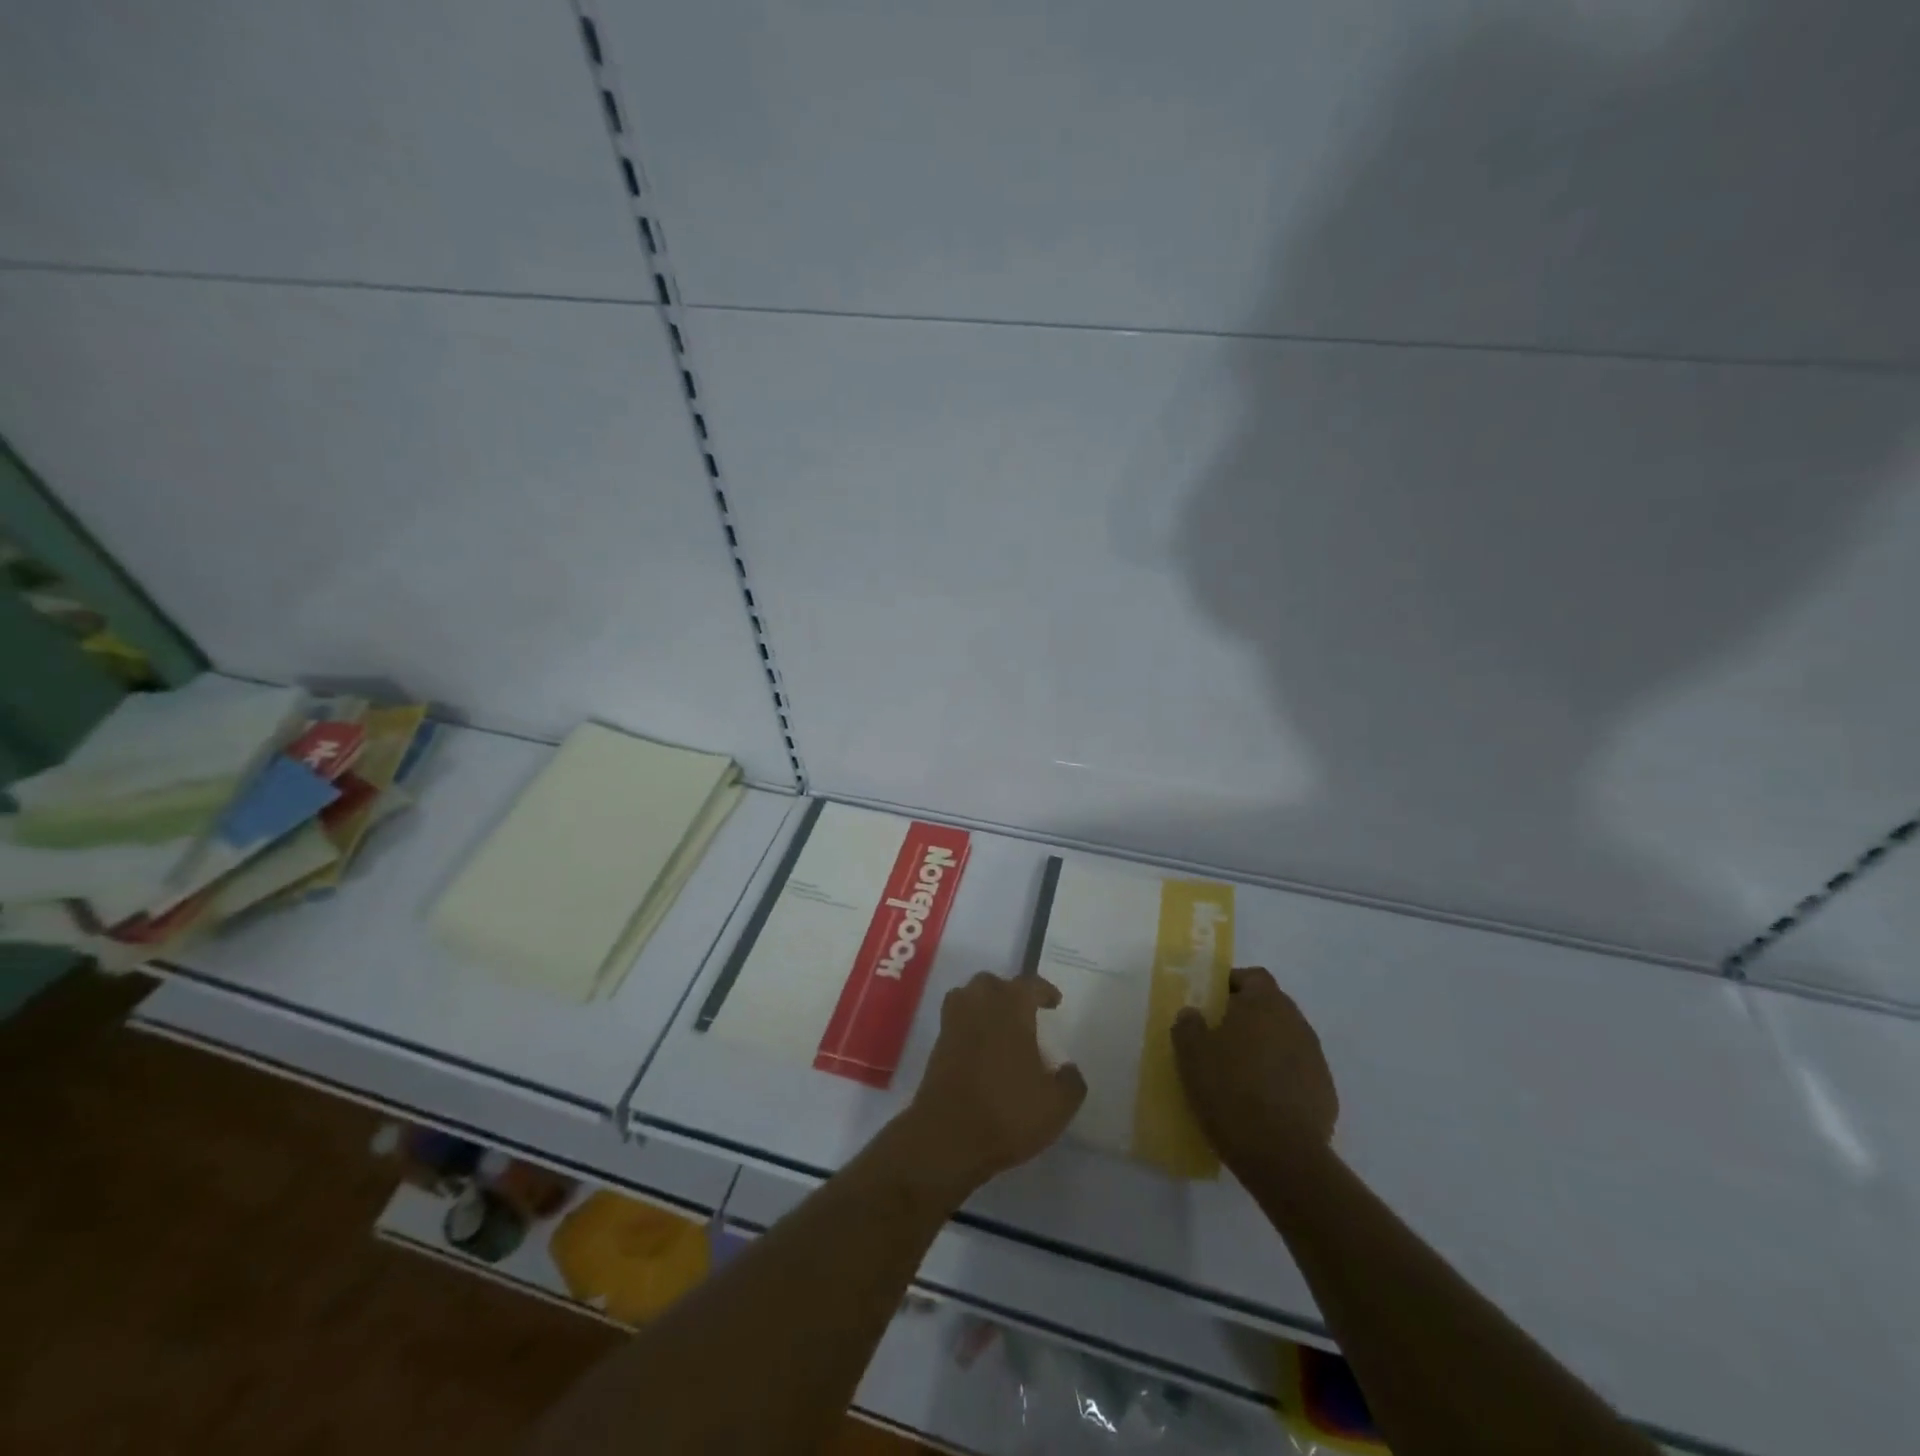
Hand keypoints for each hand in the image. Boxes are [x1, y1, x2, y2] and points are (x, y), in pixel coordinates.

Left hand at [899, 972, 1086, 1196]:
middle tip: (1025, 1013)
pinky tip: (982, 1049)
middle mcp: (980, 1004)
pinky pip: (956, 1021)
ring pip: (969, 997)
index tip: (1054, 1002)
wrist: (947, 1136)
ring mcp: (954, 1022)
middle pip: (993, 983)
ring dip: (984, 1004)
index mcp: (1011, 1007)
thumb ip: (1070, 1082)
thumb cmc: (1007, 1111)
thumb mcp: (1056, 1105)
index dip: (1044, 991)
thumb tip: (1068, 1069)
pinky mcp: (937, 1045)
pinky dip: (969, 1026)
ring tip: (1000, 1026)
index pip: (1030, 984)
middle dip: (1009, 993)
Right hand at [1172, 966, 1337, 1173]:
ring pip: (1285, 1040)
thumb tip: (1194, 1014)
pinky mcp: (1325, 1093)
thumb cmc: (1230, 1091)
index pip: (1253, 976)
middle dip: (1247, 1017)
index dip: (1232, 984)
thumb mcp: (1191, 1054)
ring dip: (1265, 1048)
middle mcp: (1296, 1023)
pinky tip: (1260, 1102)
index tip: (1212, 1002)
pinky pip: (1297, 1073)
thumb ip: (1188, 1024)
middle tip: (1219, 1037)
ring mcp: (1316, 1059)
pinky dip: (1280, 1078)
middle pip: (1271, 1006)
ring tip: (1239, 1073)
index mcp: (1265, 1004)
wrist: (1281, 1157)